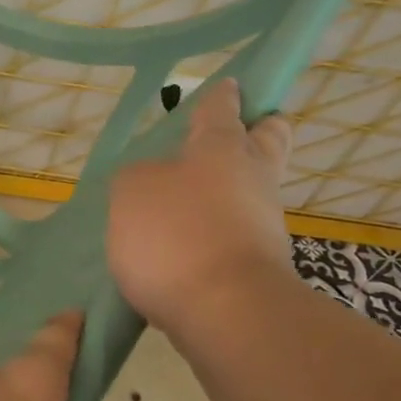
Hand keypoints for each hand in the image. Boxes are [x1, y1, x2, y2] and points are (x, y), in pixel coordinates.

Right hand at [107, 79, 296, 334]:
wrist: (226, 313)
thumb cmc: (176, 234)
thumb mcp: (131, 191)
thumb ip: (137, 177)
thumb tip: (153, 183)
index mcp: (221, 147)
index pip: (222, 108)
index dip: (221, 96)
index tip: (228, 87)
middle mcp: (252, 178)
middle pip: (269, 141)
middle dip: (258, 131)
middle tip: (237, 135)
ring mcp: (263, 224)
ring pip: (252, 192)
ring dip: (228, 192)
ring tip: (182, 207)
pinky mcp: (260, 266)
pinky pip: (238, 235)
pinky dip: (217, 234)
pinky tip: (183, 249)